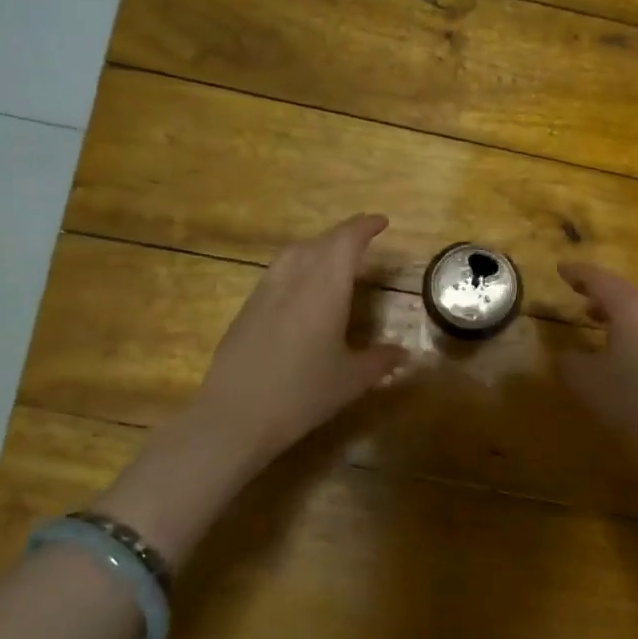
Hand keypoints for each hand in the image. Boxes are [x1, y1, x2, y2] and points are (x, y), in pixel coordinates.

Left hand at [94, 215, 405, 555]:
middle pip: (319, 243)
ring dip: (317, 248)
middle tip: (363, 239)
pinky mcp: (246, 310)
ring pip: (293, 254)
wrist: (235, 417)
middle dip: (343, 235)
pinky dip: (297, 267)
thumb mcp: (351, 380)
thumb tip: (402, 353)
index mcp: (324, 289)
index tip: (381, 222)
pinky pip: (277, 273)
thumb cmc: (302, 394)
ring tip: (334, 259)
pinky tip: (302, 290)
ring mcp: (264, 293)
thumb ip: (380, 361)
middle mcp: (293, 280)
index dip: (364, 227)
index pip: (345, 242)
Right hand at [554, 261, 637, 476]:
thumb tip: (563, 355)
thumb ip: (568, 363)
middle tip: (580, 300)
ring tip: (599, 327)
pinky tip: (627, 357)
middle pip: (625, 295)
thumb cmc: (635, 397)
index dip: (578, 273)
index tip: (561, 268)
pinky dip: (634, 336)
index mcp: (631, 308)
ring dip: (619, 317)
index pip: (600, 280)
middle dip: (600, 297)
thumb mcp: (587, 382)